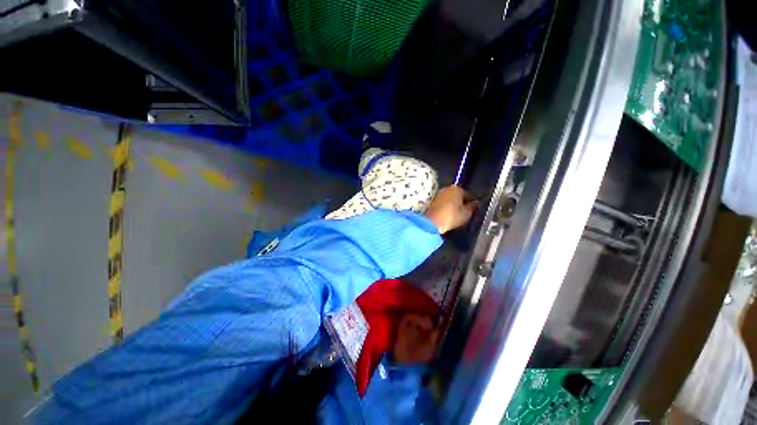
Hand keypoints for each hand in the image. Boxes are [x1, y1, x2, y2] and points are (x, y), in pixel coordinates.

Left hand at [425, 185, 476, 233]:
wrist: (432, 222)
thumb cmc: (452, 216)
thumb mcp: (467, 213)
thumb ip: (473, 207)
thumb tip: (475, 203)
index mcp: (457, 188)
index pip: (468, 195)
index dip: (471, 203)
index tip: (472, 211)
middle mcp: (447, 188)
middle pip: (458, 196)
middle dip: (461, 203)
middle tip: (464, 213)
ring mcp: (439, 194)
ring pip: (450, 199)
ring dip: (453, 205)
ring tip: (456, 215)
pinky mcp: (432, 201)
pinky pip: (443, 203)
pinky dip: (446, 208)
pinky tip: (448, 215)